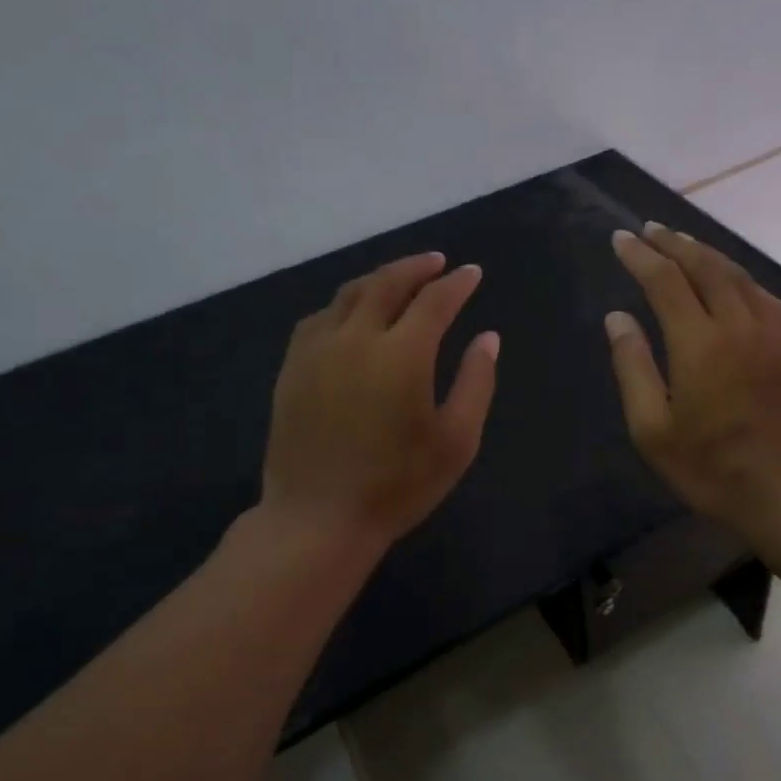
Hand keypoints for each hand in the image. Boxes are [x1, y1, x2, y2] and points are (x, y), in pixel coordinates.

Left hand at [260, 252, 499, 558]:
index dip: (457, 283)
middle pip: (387, 283)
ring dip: (380, 279)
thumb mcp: (456, 440)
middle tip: (438, 262)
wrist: (318, 518)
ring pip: (350, 294)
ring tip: (400, 279)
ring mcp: (317, 350)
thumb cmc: (398, 485)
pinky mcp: (293, 367)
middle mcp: (356, 338)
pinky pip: (320, 317)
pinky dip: (345, 304)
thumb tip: (487, 337)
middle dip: (417, 267)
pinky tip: (353, 313)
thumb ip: (476, 382)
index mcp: (402, 355)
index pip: (434, 301)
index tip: (473, 273)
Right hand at [605, 224, 780, 534]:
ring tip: (683, 244)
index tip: (621, 239)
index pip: (665, 281)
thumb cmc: (711, 468)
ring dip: (707, 254)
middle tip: (650, 230)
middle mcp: (739, 325)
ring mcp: (774, 332)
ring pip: (738, 275)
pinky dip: (739, 278)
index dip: (640, 256)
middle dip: (674, 243)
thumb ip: (633, 367)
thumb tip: (618, 318)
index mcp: (700, 344)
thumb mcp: (653, 429)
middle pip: (705, 266)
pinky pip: (764, 296)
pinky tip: (730, 282)